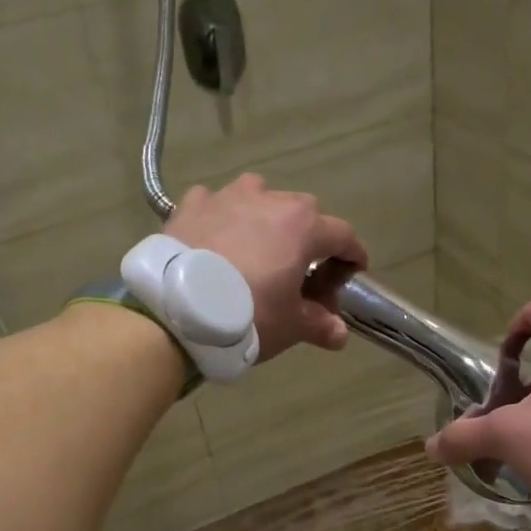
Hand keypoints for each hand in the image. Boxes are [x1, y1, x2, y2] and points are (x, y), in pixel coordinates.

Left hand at [165, 174, 366, 359]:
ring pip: (258, 197)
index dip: (352, 255)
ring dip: (264, 218)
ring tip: (256, 248)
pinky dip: (221, 219)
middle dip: (308, 238)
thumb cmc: (249, 314)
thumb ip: (319, 325)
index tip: (352, 272)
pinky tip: (215, 241)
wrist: (178, 310)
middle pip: (302, 213)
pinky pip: (214, 204)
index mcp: (303, 226)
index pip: (343, 235)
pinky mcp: (191, 205)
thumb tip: (340, 333)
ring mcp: (227, 197)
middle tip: (301, 271)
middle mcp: (269, 200)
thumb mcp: (291, 326)